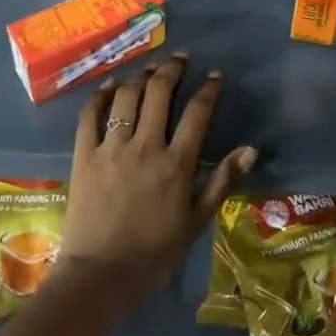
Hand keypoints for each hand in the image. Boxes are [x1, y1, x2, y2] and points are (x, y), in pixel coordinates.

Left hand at [61, 54, 255, 297]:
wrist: (100, 276)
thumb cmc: (154, 254)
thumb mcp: (196, 223)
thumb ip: (222, 182)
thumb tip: (250, 149)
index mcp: (176, 164)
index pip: (197, 114)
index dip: (208, 90)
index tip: (214, 76)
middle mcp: (145, 146)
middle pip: (159, 93)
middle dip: (171, 69)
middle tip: (179, 59)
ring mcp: (111, 148)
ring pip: (126, 97)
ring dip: (140, 77)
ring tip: (149, 68)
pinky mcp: (84, 155)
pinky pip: (90, 115)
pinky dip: (100, 96)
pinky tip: (109, 87)